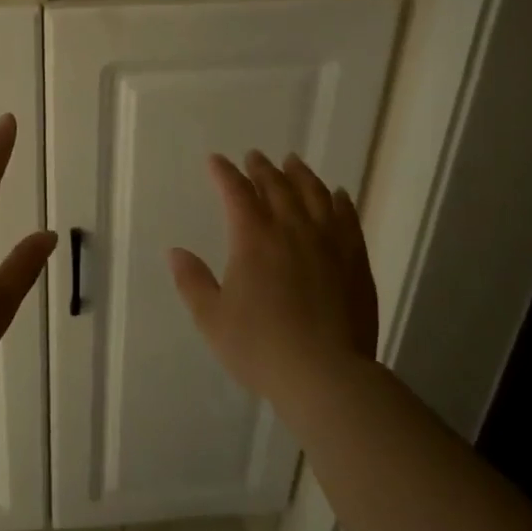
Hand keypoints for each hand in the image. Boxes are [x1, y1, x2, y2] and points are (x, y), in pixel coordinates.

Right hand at [168, 151, 378, 405]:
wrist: (325, 374)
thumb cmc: (260, 347)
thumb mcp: (212, 319)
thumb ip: (192, 281)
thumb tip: (175, 251)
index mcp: (253, 239)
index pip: (236, 193)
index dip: (224, 174)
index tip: (216, 161)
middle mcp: (292, 230)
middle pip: (277, 187)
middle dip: (262, 169)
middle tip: (254, 156)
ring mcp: (328, 242)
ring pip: (314, 195)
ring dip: (300, 175)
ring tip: (293, 162)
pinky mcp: (355, 260)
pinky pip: (347, 218)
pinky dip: (339, 201)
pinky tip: (337, 195)